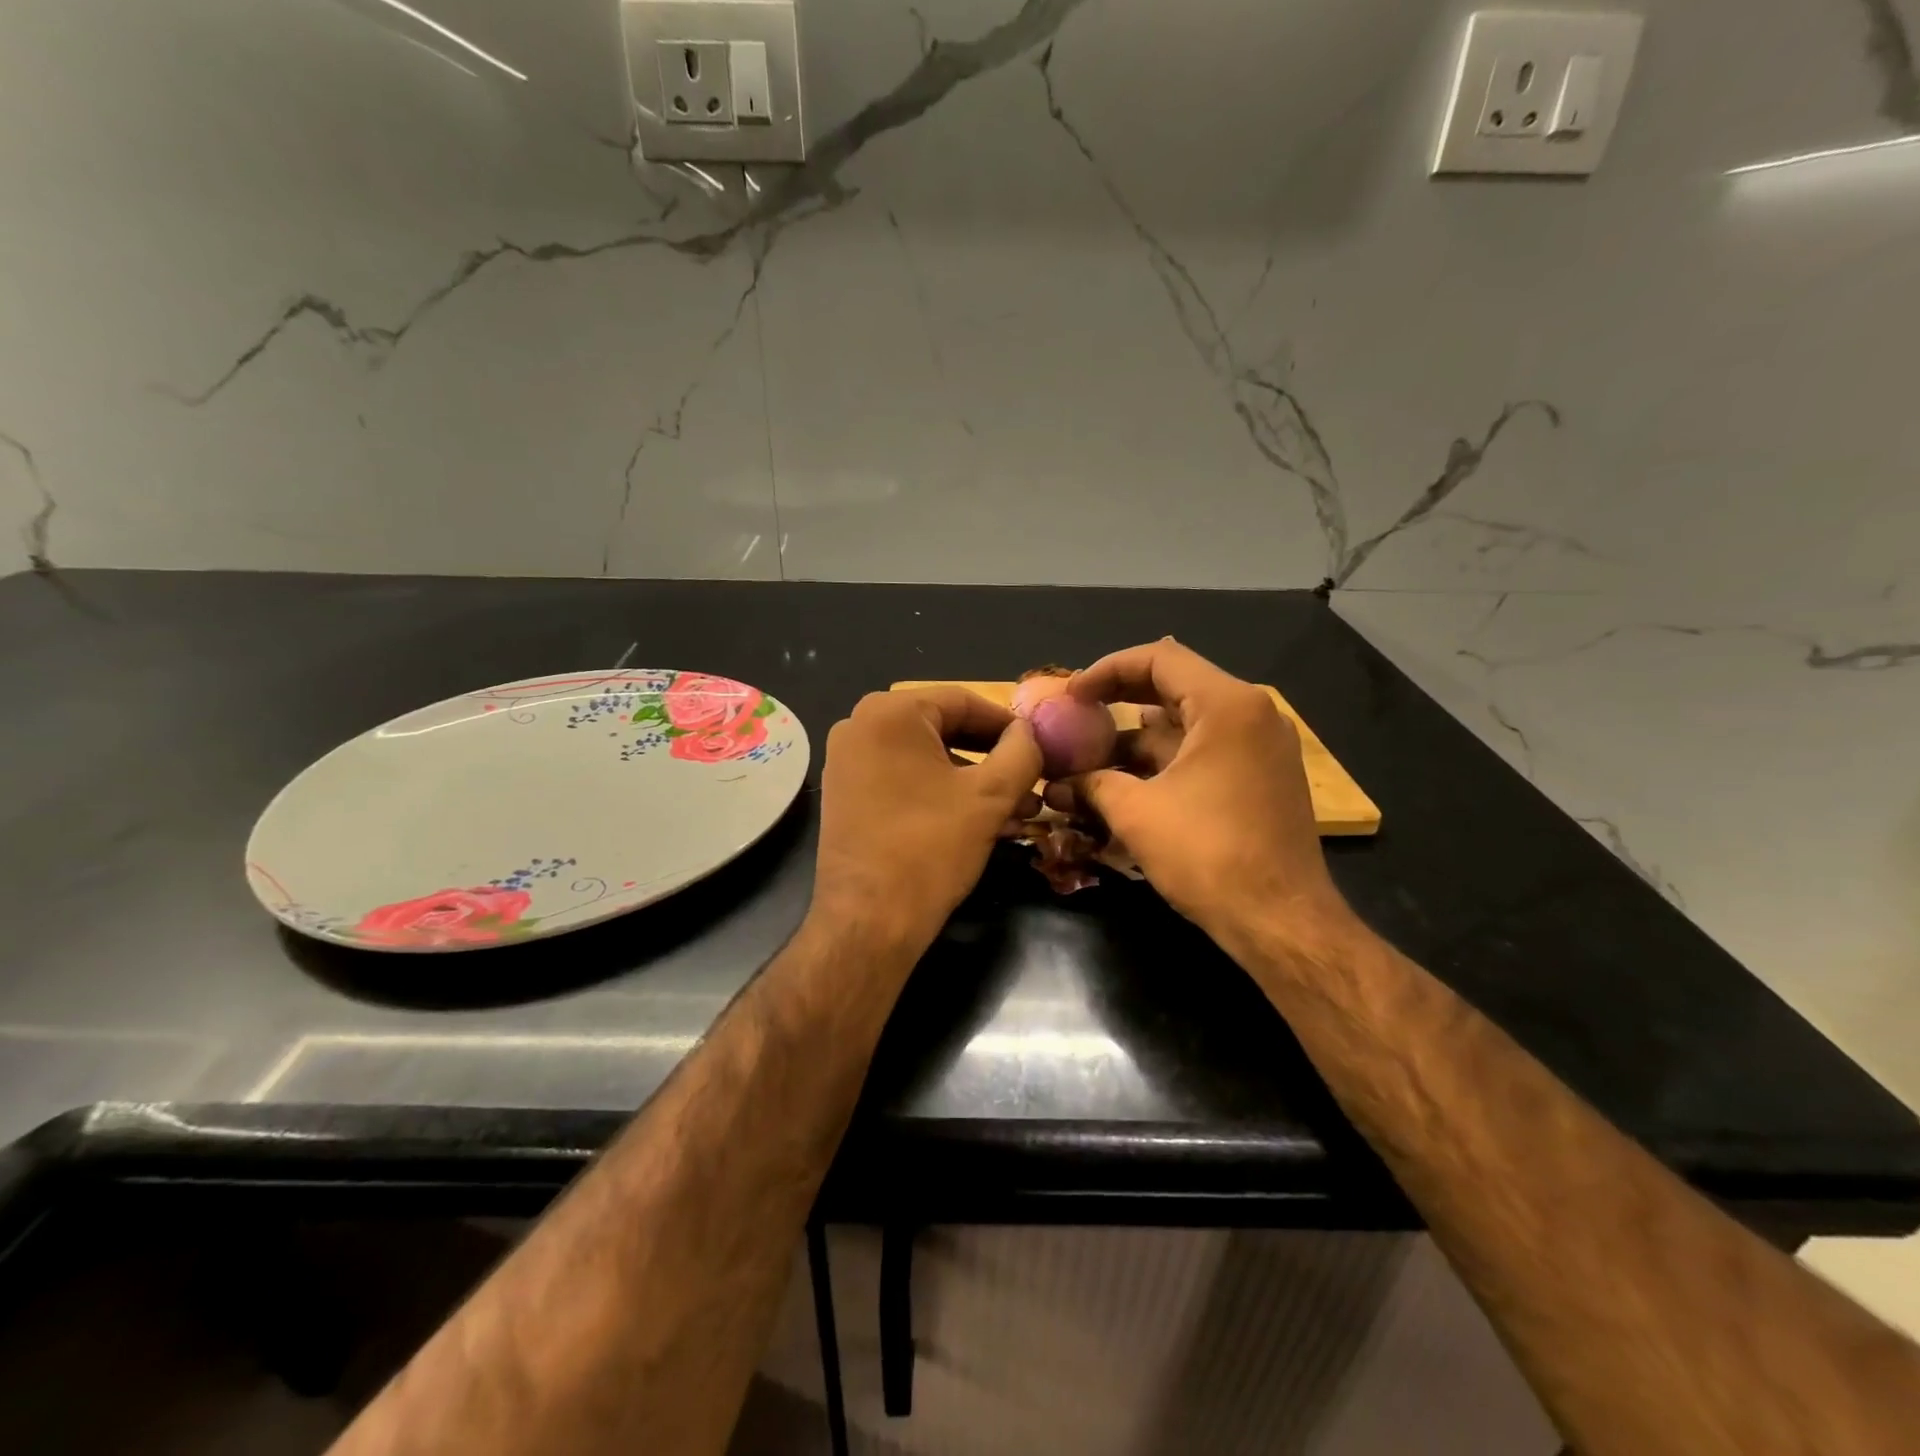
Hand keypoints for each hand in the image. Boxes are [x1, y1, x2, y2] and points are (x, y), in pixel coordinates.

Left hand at [813, 688, 1041, 945]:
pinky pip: (905, 780)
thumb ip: (1021, 752)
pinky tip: (981, 822)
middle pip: (944, 729)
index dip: (1008, 723)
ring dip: (974, 781)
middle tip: (1032, 781)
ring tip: (1018, 810)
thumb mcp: (991, 796)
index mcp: (890, 712)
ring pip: (927, 759)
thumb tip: (1028, 733)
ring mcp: (848, 762)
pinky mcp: (847, 795)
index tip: (1040, 746)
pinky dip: (943, 794)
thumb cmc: (931, 847)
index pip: (963, 701)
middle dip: (993, 758)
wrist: (868, 921)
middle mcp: (860, 726)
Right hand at [1045, 640, 1350, 944]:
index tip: (1072, 694)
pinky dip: (1167, 758)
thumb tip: (1058, 783)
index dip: (1107, 669)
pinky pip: (1207, 749)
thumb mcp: (1137, 813)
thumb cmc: (1209, 856)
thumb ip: (1093, 784)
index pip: (1160, 658)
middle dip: (1120, 699)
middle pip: (1176, 685)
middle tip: (1078, 715)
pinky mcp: (1263, 777)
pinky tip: (1128, 780)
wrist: (1280, 921)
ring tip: (1092, 755)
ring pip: (1190, 722)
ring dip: (1140, 736)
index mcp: (1228, 706)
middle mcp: (1252, 714)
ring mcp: (1262, 746)